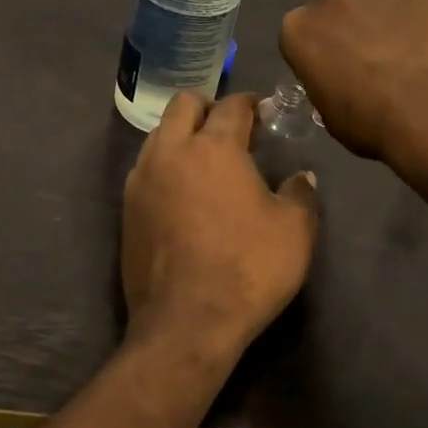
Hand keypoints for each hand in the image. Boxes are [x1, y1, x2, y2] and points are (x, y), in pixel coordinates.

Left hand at [121, 91, 318, 362]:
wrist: (185, 323)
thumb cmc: (247, 269)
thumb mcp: (295, 231)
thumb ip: (300, 194)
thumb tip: (301, 177)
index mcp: (212, 148)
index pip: (231, 106)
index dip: (251, 104)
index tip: (264, 113)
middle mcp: (170, 152)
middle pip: (183, 104)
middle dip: (208, 107)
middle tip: (233, 131)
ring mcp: (141, 180)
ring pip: (159, 135)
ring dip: (183, 136)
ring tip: (207, 164)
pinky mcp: (127, 209)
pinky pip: (146, 169)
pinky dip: (166, 167)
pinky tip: (184, 195)